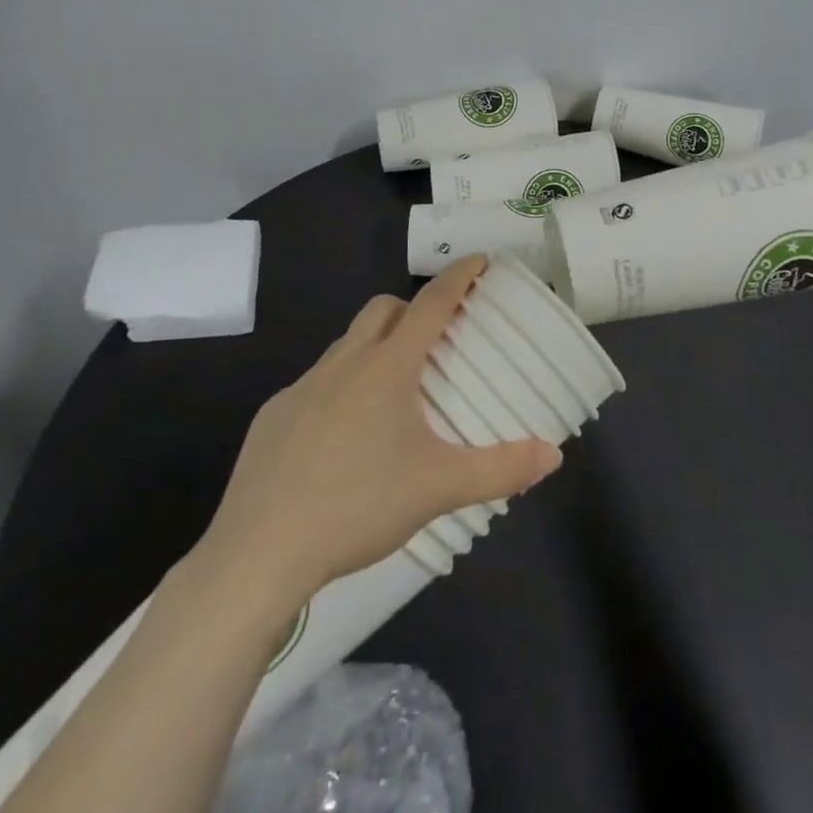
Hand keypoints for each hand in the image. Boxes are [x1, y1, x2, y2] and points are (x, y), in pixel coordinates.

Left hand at [194, 257, 561, 603]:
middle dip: (412, 308)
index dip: (458, 278)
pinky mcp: (273, 416)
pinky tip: (344, 436)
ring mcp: (302, 388)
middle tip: (437, 337)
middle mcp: (343, 364)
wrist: (258, 552)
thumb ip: (500, 469)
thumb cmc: (357, 505)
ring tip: (395, 390)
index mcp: (386, 368)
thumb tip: (553, 454)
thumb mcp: (438, 488)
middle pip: (382, 310)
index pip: (430, 304)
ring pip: (346, 345)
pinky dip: (341, 387)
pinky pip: (316, 383)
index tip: (479, 260)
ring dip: (375, 347)